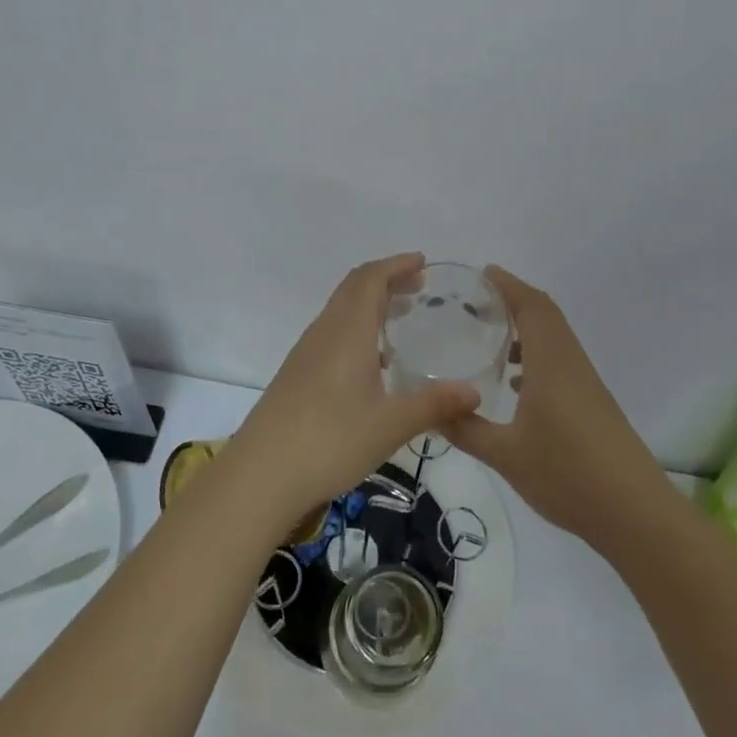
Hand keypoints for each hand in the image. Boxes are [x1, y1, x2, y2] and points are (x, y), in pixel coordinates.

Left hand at [231, 254, 479, 528]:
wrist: (261, 474)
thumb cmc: (330, 440)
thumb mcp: (391, 424)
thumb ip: (434, 404)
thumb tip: (475, 392)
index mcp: (347, 331)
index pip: (370, 279)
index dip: (396, 265)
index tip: (423, 262)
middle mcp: (324, 332)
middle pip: (353, 289)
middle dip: (386, 280)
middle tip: (419, 287)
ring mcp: (306, 354)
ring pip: (340, 311)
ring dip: (369, 304)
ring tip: (401, 318)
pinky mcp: (296, 375)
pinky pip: (331, 334)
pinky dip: (356, 329)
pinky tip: (372, 362)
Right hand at [444, 266, 670, 548]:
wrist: (636, 514)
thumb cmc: (568, 475)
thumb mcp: (505, 455)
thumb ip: (465, 429)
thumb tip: (430, 411)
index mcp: (552, 364)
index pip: (533, 307)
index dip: (509, 285)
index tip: (483, 273)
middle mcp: (572, 365)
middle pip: (546, 316)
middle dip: (515, 301)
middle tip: (478, 301)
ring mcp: (587, 385)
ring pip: (556, 340)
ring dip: (527, 329)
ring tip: (492, 338)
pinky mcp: (594, 404)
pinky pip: (562, 362)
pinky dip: (538, 356)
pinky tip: (517, 384)